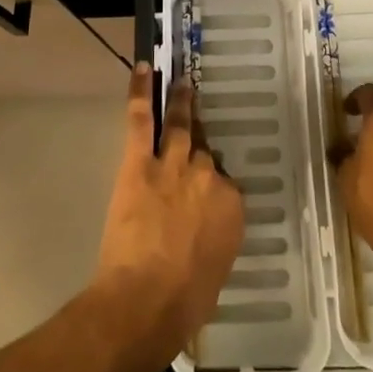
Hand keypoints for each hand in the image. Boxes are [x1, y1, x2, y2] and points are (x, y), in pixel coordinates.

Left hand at [92, 64, 243, 357]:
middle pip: (203, 152)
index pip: (224, 184)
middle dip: (197, 146)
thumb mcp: (215, 272)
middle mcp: (208, 177)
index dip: (212, 186)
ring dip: (180, 102)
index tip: (204, 190)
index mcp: (232, 207)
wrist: (145, 301)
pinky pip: (141, 119)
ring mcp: (174, 165)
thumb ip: (214, 241)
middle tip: (195, 126)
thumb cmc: (184, 303)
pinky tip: (142, 68)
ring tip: (181, 82)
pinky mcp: (141, 162)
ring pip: (179, 125)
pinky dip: (140, 91)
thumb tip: (205, 235)